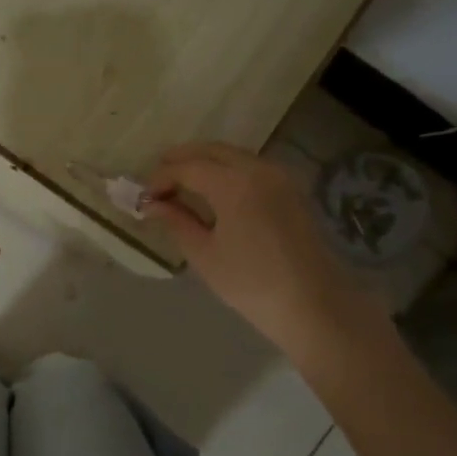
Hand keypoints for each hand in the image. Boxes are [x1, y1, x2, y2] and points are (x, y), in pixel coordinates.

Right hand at [146, 142, 379, 357]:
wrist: (313, 305)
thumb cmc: (251, 283)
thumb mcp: (204, 254)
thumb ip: (176, 221)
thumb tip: (153, 204)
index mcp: (233, 184)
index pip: (187, 167)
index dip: (161, 178)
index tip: (144, 197)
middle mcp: (258, 169)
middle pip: (211, 150)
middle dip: (181, 160)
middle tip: (157, 181)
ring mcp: (279, 177)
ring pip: (233, 155)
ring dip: (204, 162)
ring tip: (181, 185)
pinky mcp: (290, 190)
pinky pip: (251, 167)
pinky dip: (226, 170)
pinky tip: (214, 191)